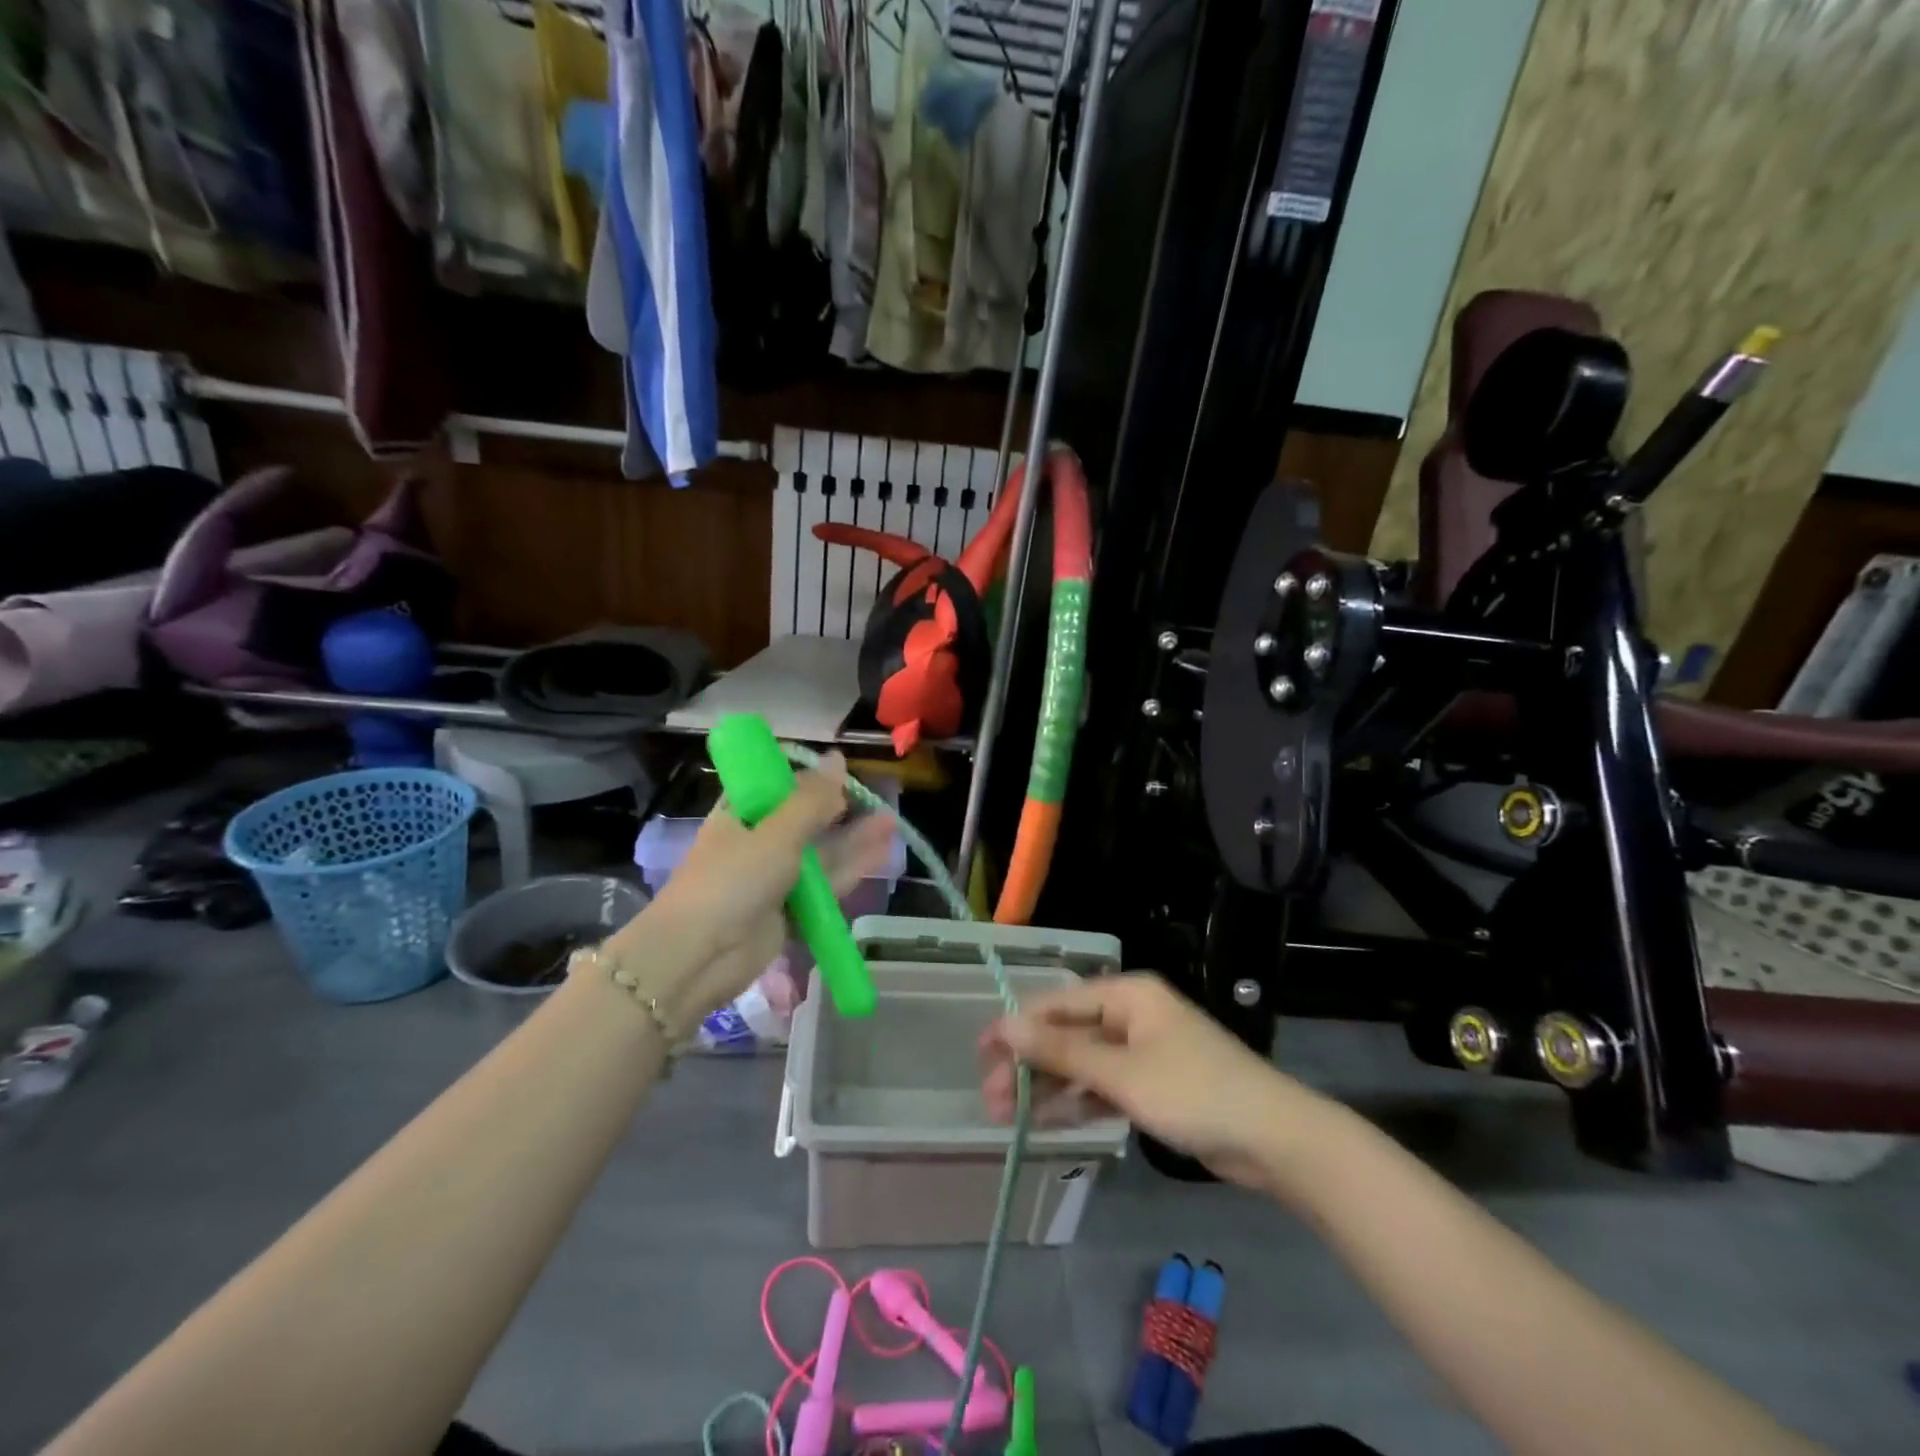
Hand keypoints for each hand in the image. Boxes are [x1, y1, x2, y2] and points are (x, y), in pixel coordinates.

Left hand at [603, 754, 895, 1034]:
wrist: (698, 957)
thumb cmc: (731, 881)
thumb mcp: (776, 833)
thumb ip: (812, 799)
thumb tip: (838, 757)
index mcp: (741, 814)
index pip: (777, 786)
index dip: (810, 779)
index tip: (844, 773)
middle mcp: (758, 842)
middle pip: (806, 820)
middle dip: (841, 810)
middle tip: (880, 798)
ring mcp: (774, 879)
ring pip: (820, 854)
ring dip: (853, 839)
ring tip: (891, 822)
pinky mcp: (789, 912)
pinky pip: (825, 887)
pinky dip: (850, 871)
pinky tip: (880, 855)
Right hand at [980, 973, 1319, 1187]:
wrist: (1274, 1140)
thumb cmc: (1194, 1092)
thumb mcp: (1122, 1073)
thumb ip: (1061, 1050)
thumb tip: (1004, 1025)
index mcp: (1126, 994)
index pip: (1057, 1003)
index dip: (1017, 1027)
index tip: (980, 1055)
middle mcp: (1131, 1014)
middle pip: (1066, 1033)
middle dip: (1029, 1064)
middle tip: (993, 1102)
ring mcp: (1142, 1051)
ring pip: (1082, 1063)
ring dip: (1048, 1087)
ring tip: (1009, 1118)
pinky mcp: (1152, 1085)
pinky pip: (1103, 1086)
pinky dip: (1078, 1101)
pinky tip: (1048, 1122)